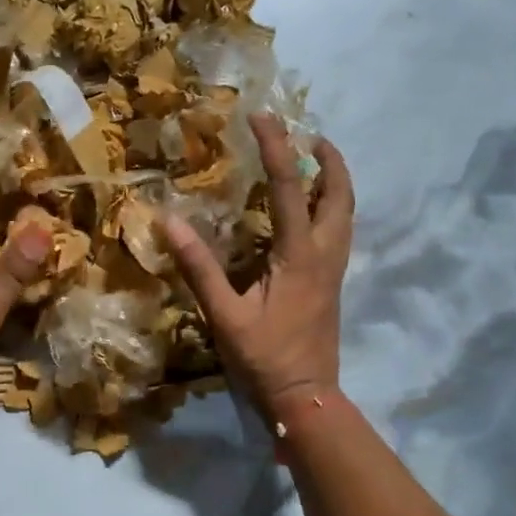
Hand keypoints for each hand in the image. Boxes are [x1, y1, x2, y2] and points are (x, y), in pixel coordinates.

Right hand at [163, 114, 354, 422]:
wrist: (307, 398)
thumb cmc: (265, 357)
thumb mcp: (224, 314)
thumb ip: (199, 267)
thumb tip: (169, 221)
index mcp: (300, 255)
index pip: (290, 188)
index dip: (276, 148)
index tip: (262, 117)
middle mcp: (325, 254)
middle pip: (340, 195)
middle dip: (330, 160)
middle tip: (311, 136)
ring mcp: (335, 269)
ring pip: (346, 213)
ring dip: (336, 182)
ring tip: (317, 162)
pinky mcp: (333, 283)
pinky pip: (340, 231)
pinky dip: (332, 206)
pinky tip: (312, 211)